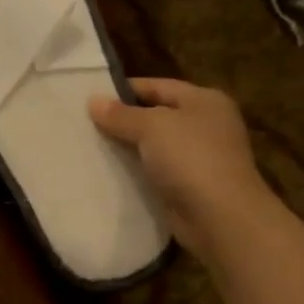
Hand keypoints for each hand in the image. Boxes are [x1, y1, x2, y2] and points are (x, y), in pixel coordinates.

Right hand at [89, 78, 278, 257]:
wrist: (219, 217)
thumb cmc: (190, 159)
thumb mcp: (152, 127)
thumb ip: (121, 114)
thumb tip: (93, 101)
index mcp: (204, 101)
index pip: (158, 86)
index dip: (125, 90)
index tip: (91, 98)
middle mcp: (205, 125)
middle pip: (156, 116)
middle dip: (123, 120)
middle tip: (85, 123)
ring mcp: (199, 158)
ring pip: (154, 147)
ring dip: (127, 148)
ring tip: (90, 147)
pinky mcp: (189, 186)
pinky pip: (155, 172)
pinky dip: (135, 172)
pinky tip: (108, 174)